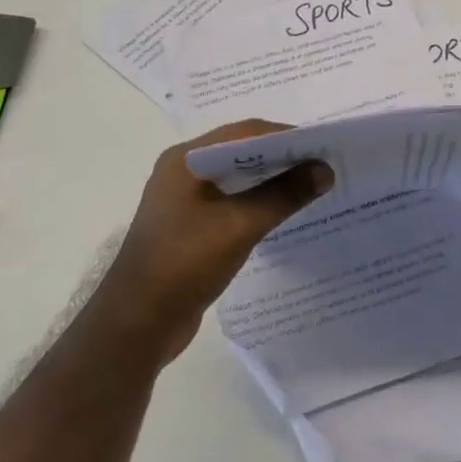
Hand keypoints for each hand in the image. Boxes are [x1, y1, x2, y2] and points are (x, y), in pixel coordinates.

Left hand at [95, 120, 331, 364]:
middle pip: (242, 151)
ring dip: (272, 179)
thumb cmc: (183, 264)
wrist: (135, 328)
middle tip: (322, 163)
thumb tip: (325, 170)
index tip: (323, 145)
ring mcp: (184, 200)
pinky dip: (258, 200)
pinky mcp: (190, 226)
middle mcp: (183, 171)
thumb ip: (284, 194)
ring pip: (238, 177)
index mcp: (186, 159)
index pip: (245, 133)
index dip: (286, 136)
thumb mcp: (240, 225)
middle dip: (282, 156)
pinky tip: (283, 211)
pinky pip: (231, 201)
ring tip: (310, 184)